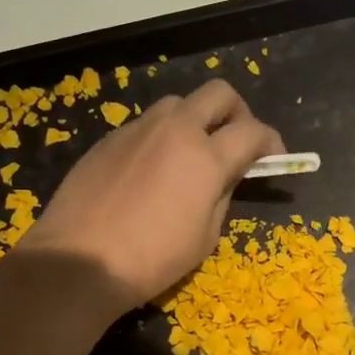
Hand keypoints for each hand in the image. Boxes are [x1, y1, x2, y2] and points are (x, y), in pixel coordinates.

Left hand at [19, 79, 283, 310]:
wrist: (80, 261)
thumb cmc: (151, 260)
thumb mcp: (204, 237)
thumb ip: (221, 196)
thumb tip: (223, 178)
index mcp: (205, 157)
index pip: (253, 131)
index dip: (271, 142)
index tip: (274, 158)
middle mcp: (174, 130)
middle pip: (218, 93)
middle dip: (237, 112)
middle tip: (236, 142)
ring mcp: (137, 130)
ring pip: (178, 104)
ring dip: (195, 120)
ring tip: (190, 155)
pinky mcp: (108, 140)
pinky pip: (144, 126)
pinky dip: (160, 138)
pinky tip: (151, 172)